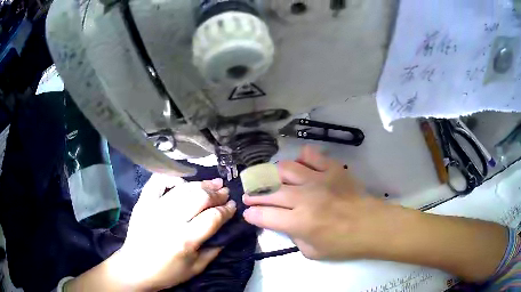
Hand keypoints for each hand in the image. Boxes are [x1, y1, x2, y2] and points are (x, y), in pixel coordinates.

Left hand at [66, 175, 235, 290]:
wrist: (135, 268)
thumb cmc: (167, 272)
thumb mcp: (196, 268)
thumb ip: (214, 249)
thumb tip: (227, 230)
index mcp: (185, 240)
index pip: (212, 217)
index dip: (226, 210)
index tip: (233, 206)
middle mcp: (170, 221)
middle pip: (199, 197)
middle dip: (216, 193)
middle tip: (225, 192)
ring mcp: (154, 208)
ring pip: (182, 188)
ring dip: (201, 184)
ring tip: (213, 183)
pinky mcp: (143, 203)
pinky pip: (157, 182)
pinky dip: (171, 177)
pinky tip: (182, 180)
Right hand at [242, 145, 396, 259]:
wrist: (371, 225)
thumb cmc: (343, 244)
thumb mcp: (312, 252)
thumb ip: (293, 237)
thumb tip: (284, 223)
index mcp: (299, 223)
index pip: (264, 216)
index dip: (252, 215)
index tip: (248, 213)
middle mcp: (304, 198)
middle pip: (270, 192)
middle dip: (255, 196)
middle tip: (251, 197)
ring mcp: (318, 180)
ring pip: (285, 169)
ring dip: (273, 175)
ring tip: (273, 181)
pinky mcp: (331, 169)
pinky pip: (311, 155)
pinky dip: (301, 158)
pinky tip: (300, 167)